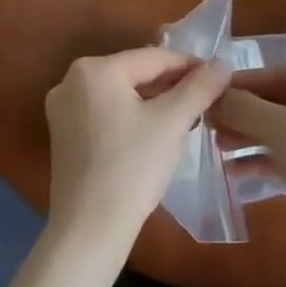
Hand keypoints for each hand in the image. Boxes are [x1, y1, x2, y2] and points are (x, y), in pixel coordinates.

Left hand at [43, 48, 230, 250]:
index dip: (190, 66)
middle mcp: (71, 80)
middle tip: (206, 101)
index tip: (219, 79)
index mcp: (94, 69)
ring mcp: (63, 109)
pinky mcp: (64, 134)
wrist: (90, 229)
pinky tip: (156, 134)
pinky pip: (107, 113)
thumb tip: (222, 64)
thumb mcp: (172, 122)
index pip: (154, 57)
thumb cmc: (132, 167)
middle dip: (172, 85)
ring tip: (187, 118)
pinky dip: (133, 117)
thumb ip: (200, 87)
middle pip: (135, 74)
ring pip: (122, 94)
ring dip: (155, 102)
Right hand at [214, 66, 285, 266]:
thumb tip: (213, 96)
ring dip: (252, 135)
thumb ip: (246, 108)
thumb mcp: (285, 132)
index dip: (247, 82)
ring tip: (216, 144)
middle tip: (210, 120)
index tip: (212, 91)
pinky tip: (234, 169)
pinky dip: (266, 158)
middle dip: (247, 113)